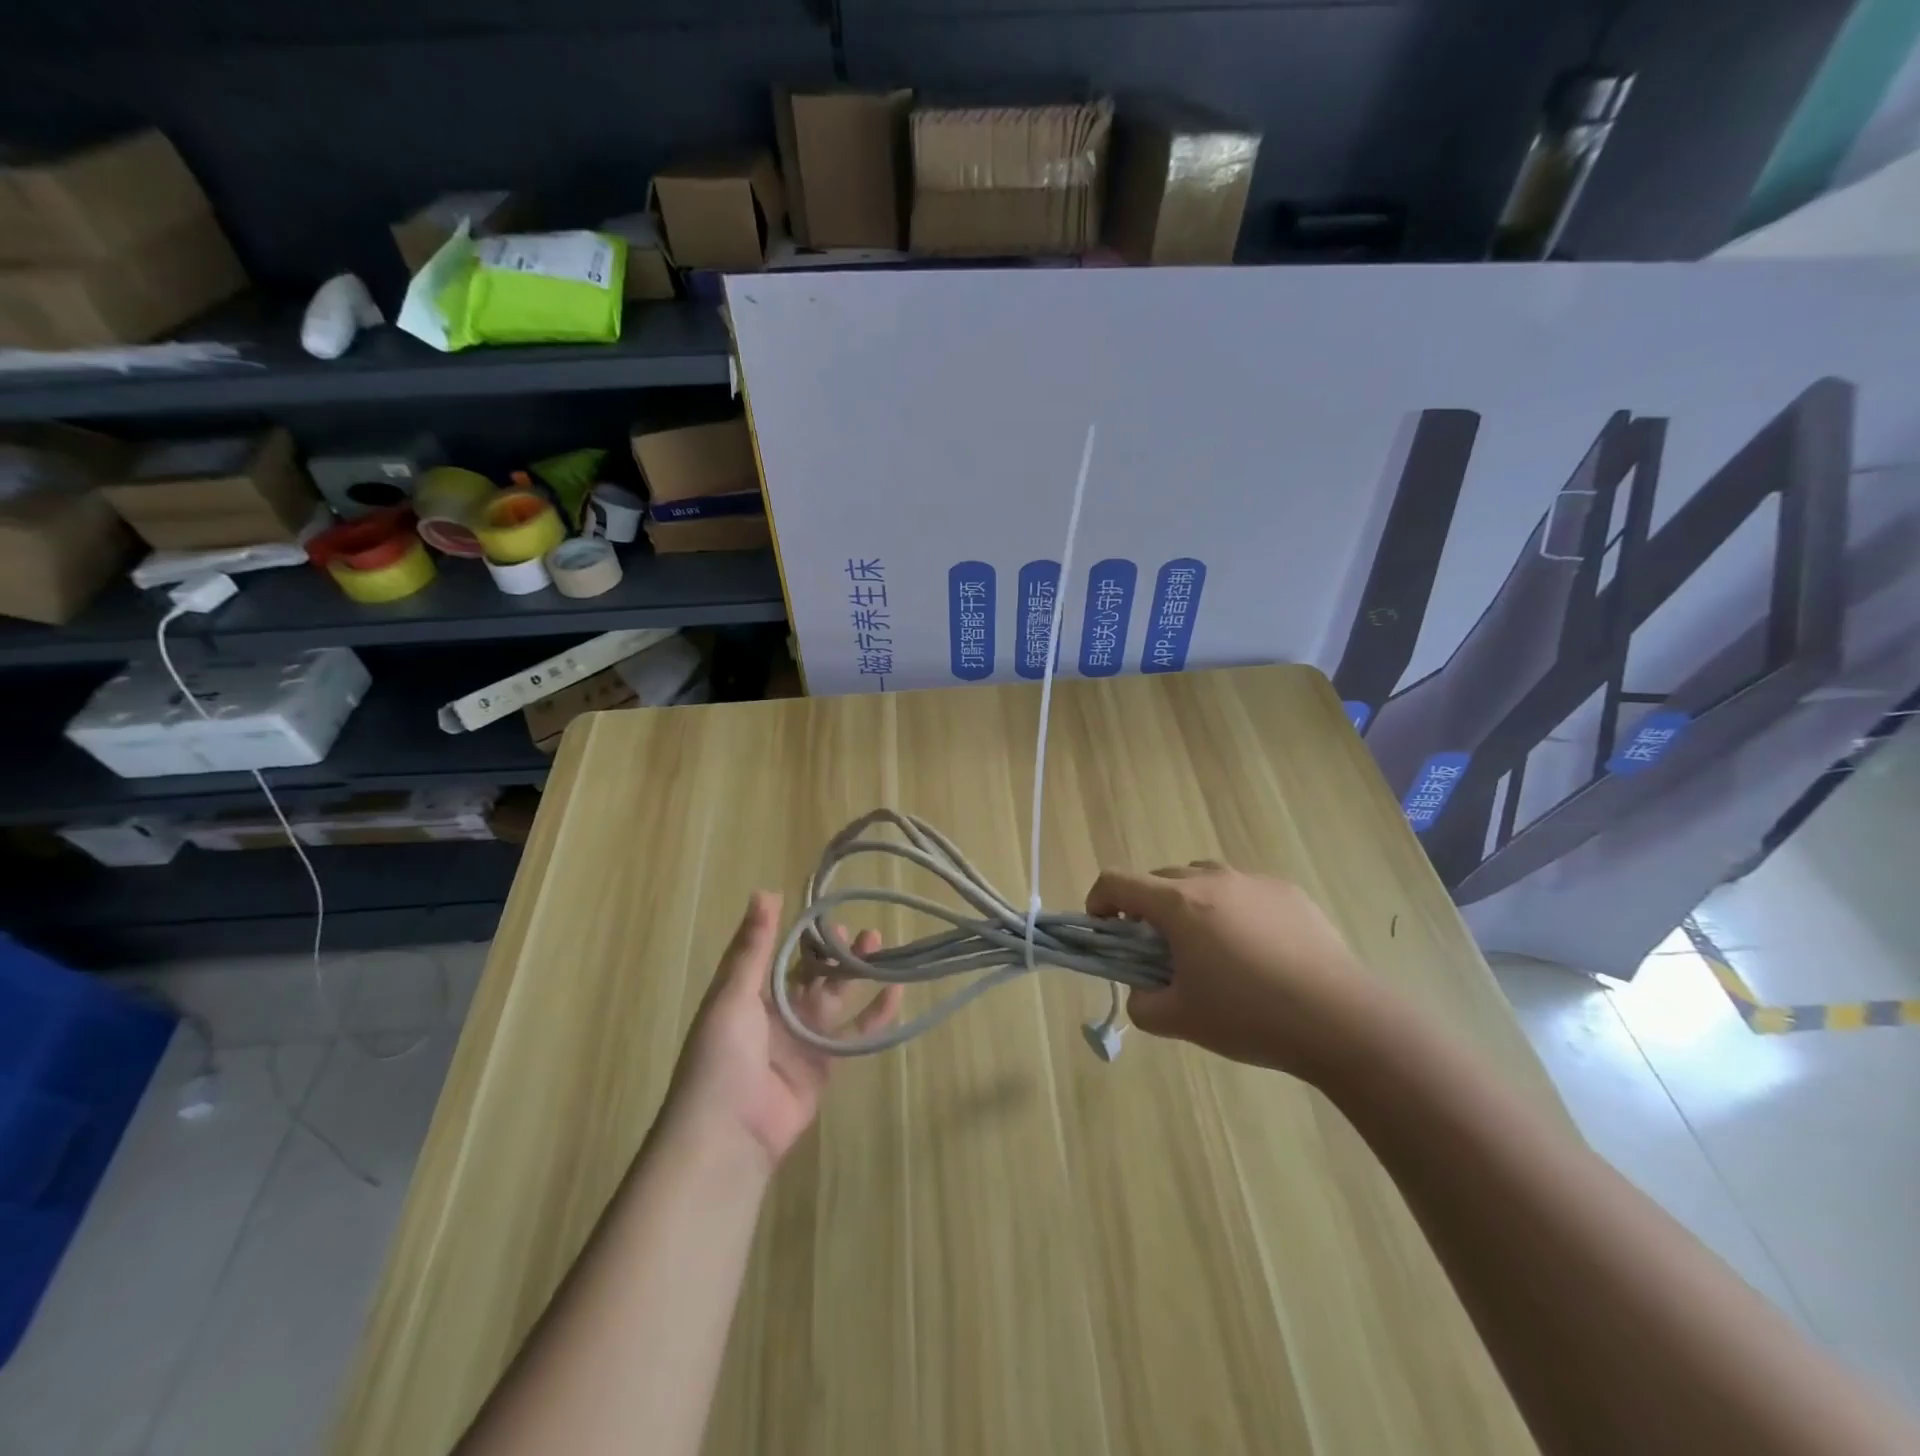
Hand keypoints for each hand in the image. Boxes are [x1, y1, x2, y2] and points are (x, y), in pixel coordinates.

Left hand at [666, 891, 902, 1169]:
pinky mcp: (825, 1065)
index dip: (802, 932)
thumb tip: (766, 891)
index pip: (779, 953)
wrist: (727, 1135)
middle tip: (863, 930)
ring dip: (856, 973)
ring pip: (836, 997)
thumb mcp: (732, 996)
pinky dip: (875, 1014)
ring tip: (879, 945)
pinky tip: (896, 991)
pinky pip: (854, 1034)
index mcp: (749, 994)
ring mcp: (802, 1039)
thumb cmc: (721, 1057)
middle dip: (835, 952)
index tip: (827, 909)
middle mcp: (777, 1012)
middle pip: (812, 973)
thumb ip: (753, 947)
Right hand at [1088, 862, 1387, 1079]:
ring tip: (1208, 946)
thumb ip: (1143, 1004)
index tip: (1103, 929)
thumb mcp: (1181, 1021)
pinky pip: (1243, 891)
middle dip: (1145, 908)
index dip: (1098, 901)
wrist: (1341, 1021)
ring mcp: (1254, 882)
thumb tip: (1142, 991)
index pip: (1117, 882)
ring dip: (1188, 904)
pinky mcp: (1289, 892)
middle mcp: (1212, 880)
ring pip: (1202, 879)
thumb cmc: (1250, 1016)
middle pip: (1159, 879)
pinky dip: (1232, 910)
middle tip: (1158, 950)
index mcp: (1178, 904)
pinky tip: (1256, 951)